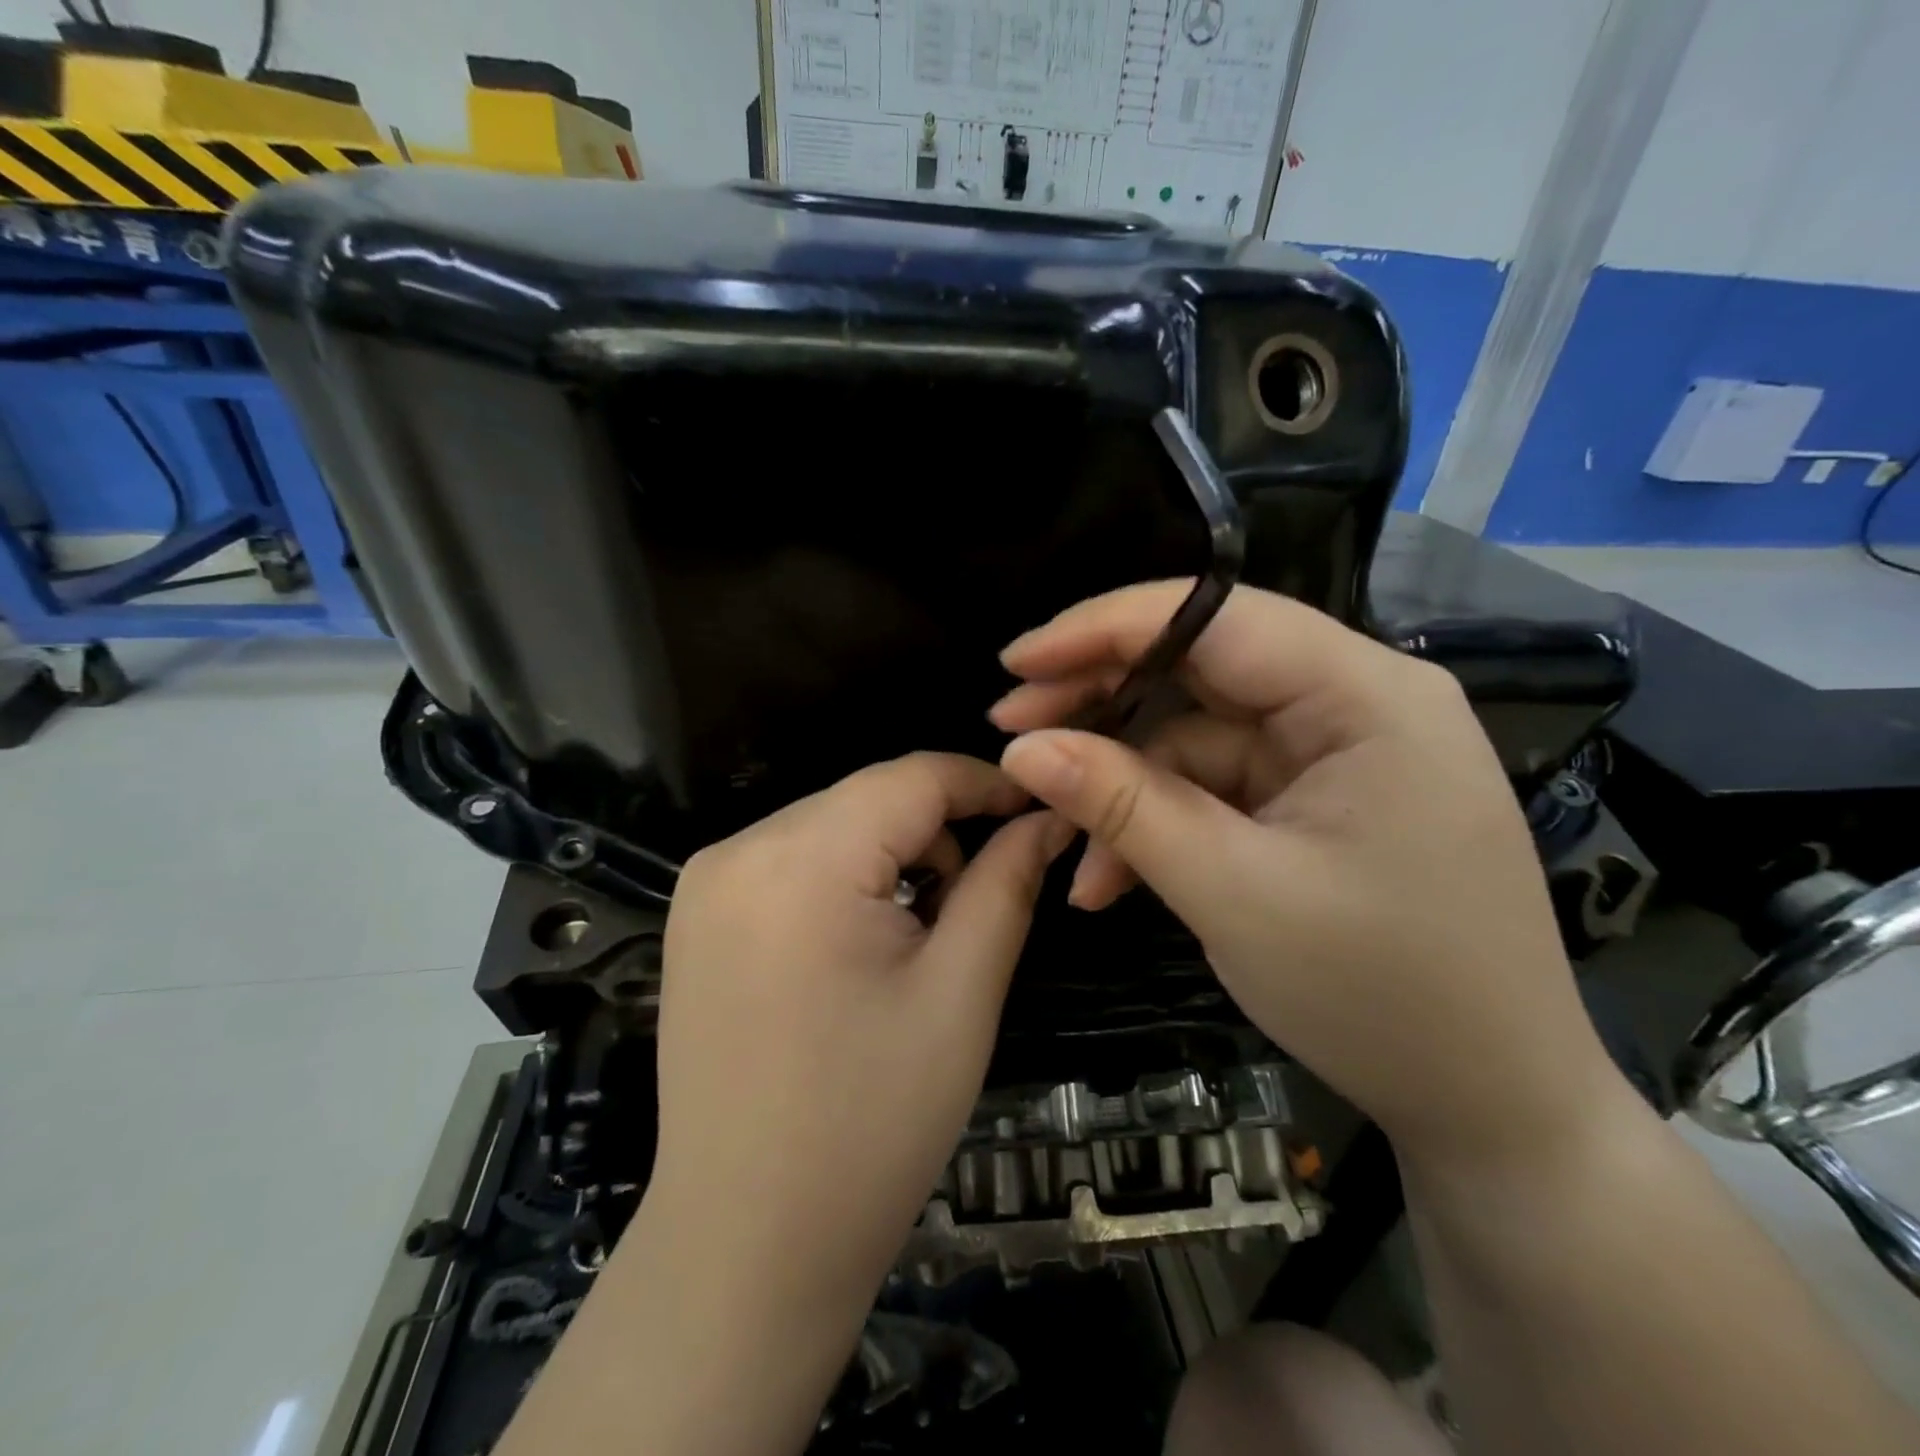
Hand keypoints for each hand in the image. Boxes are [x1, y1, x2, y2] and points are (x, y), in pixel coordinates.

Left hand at [649, 752, 1070, 1309]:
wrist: (745, 1248)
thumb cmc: (870, 1127)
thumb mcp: (960, 993)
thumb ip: (1007, 883)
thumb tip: (1046, 819)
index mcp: (800, 861)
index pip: (912, 776)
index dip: (987, 784)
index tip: (1041, 811)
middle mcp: (738, 850)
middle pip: (869, 798)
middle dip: (940, 829)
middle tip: (984, 895)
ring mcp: (706, 883)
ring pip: (833, 825)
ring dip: (892, 854)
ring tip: (926, 929)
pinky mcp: (697, 916)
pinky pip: (793, 860)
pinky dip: (845, 876)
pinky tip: (865, 940)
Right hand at [991, 583, 1621, 1165]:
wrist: (1492, 1107)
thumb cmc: (1380, 997)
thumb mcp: (1231, 893)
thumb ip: (1122, 807)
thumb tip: (1022, 748)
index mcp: (1367, 695)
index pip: (1216, 617)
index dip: (1104, 628)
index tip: (1016, 660)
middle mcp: (1355, 701)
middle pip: (1201, 667)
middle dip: (1101, 703)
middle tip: (1012, 733)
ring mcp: (1335, 752)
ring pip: (1196, 735)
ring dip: (1122, 786)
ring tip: (1056, 841)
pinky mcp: (1315, 799)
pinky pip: (1215, 786)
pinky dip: (1158, 824)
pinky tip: (1107, 879)